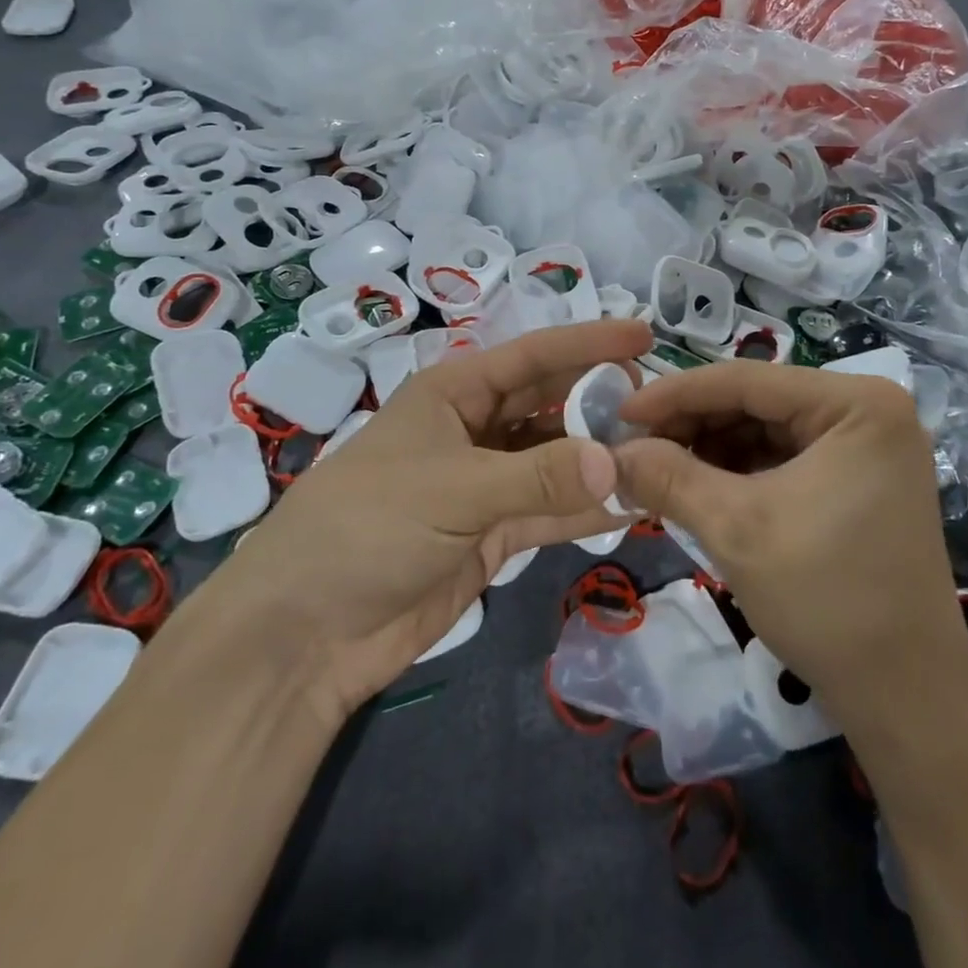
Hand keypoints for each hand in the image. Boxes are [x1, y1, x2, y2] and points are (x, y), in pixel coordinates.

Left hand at [207, 319, 652, 724]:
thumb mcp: (454, 490)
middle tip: (662, 409)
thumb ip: (539, 477)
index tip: (645, 336)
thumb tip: (621, 465)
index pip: (533, 356)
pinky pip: (550, 511)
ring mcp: (485, 485)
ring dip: (600, 460)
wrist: (306, 631)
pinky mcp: (491, 535)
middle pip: (549, 405)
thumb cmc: (369, 527)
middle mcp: (474, 430)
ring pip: (555, 461)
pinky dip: (587, 509)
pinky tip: (632, 505)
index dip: (588, 343)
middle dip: (600, 402)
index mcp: (454, 394)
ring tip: (661, 457)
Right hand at [613, 361, 967, 728]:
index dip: (675, 393)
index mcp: (857, 403)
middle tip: (634, 447)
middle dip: (692, 425)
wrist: (904, 696)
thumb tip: (611, 450)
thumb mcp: (735, 529)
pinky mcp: (859, 480)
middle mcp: (869, 411)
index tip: (620, 412)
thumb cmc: (826, 599)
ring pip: (767, 429)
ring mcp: (867, 447)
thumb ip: (667, 477)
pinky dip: (738, 470)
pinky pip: (785, 458)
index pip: (747, 379)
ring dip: (710, 448)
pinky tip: (698, 487)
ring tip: (658, 470)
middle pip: (758, 401)